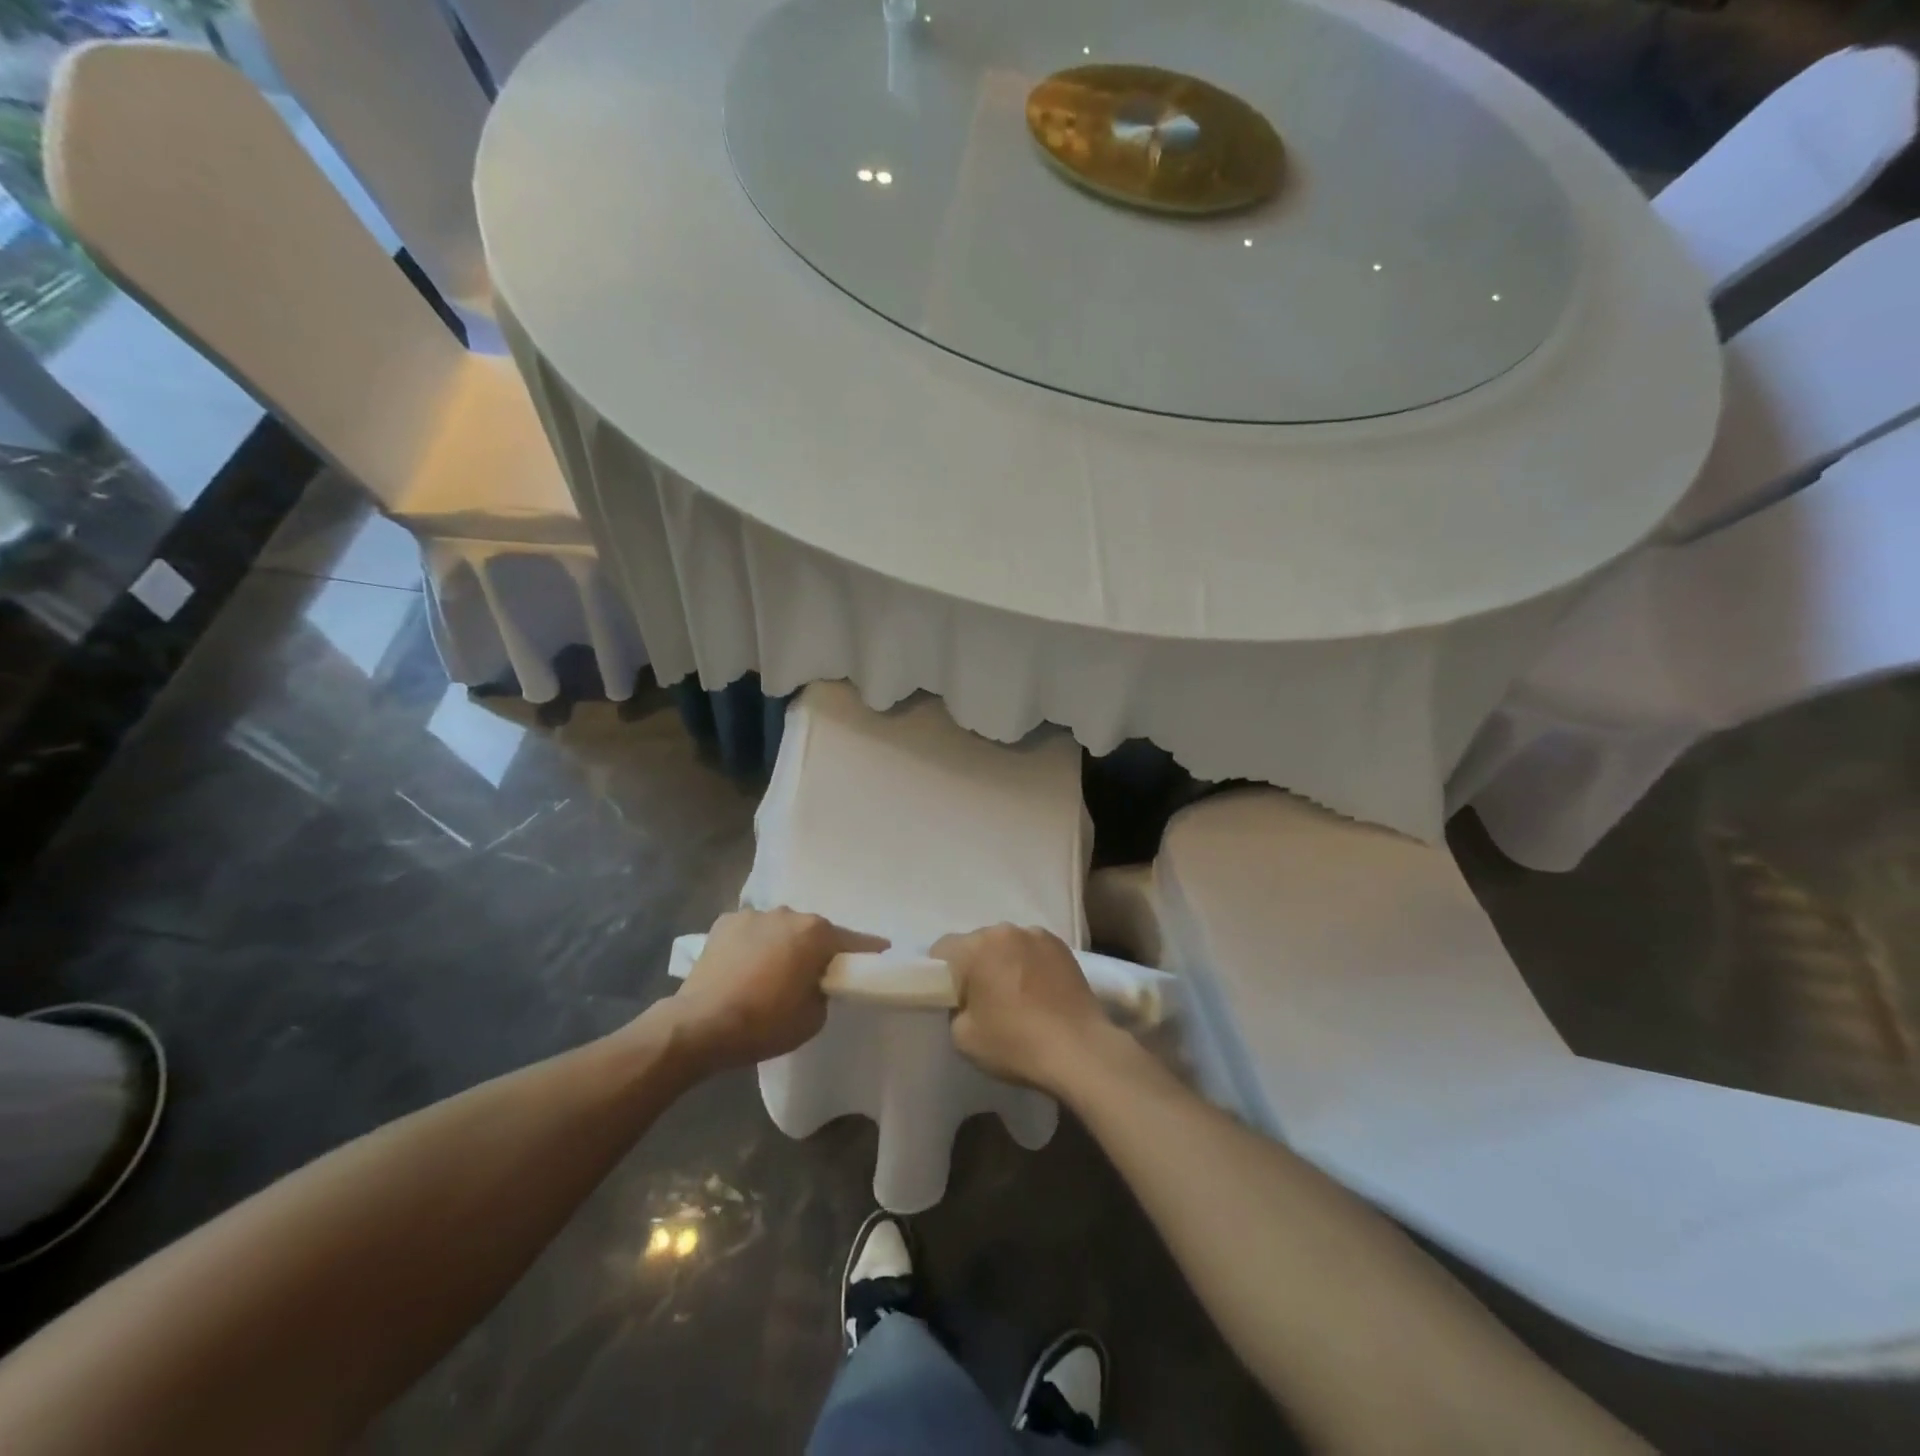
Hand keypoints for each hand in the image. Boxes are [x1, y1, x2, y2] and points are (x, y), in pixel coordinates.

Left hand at [665, 909, 886, 1072]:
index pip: (853, 940)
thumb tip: (816, 981)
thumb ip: (824, 990)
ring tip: (771, 973)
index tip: (878, 956)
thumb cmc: (764, 1023)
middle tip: (811, 976)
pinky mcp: (724, 922)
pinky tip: (743, 968)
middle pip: (813, 932)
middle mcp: (788, 914)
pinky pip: (751, 932)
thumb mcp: (813, 1017)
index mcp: (816, 933)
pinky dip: (753, 945)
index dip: (868, 951)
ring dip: (782, 945)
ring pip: (780, 929)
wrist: (700, 1025)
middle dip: (816, 950)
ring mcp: (753, 915)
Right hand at [934, 925, 1113, 1093]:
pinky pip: (1033, 951)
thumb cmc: (1015, 1043)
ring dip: (1004, 963)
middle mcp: (1006, 931)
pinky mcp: (1063, 947)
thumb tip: (966, 1000)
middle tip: (984, 1001)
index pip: (942, 950)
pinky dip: (1030, 965)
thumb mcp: (963, 1037)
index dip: (941, 975)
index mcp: (977, 946)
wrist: (1080, 1050)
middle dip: (974, 967)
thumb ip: (954, 1008)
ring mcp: (1038, 935)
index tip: (953, 999)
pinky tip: (1039, 993)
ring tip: (1017, 997)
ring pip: (1007, 946)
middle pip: (976, 944)